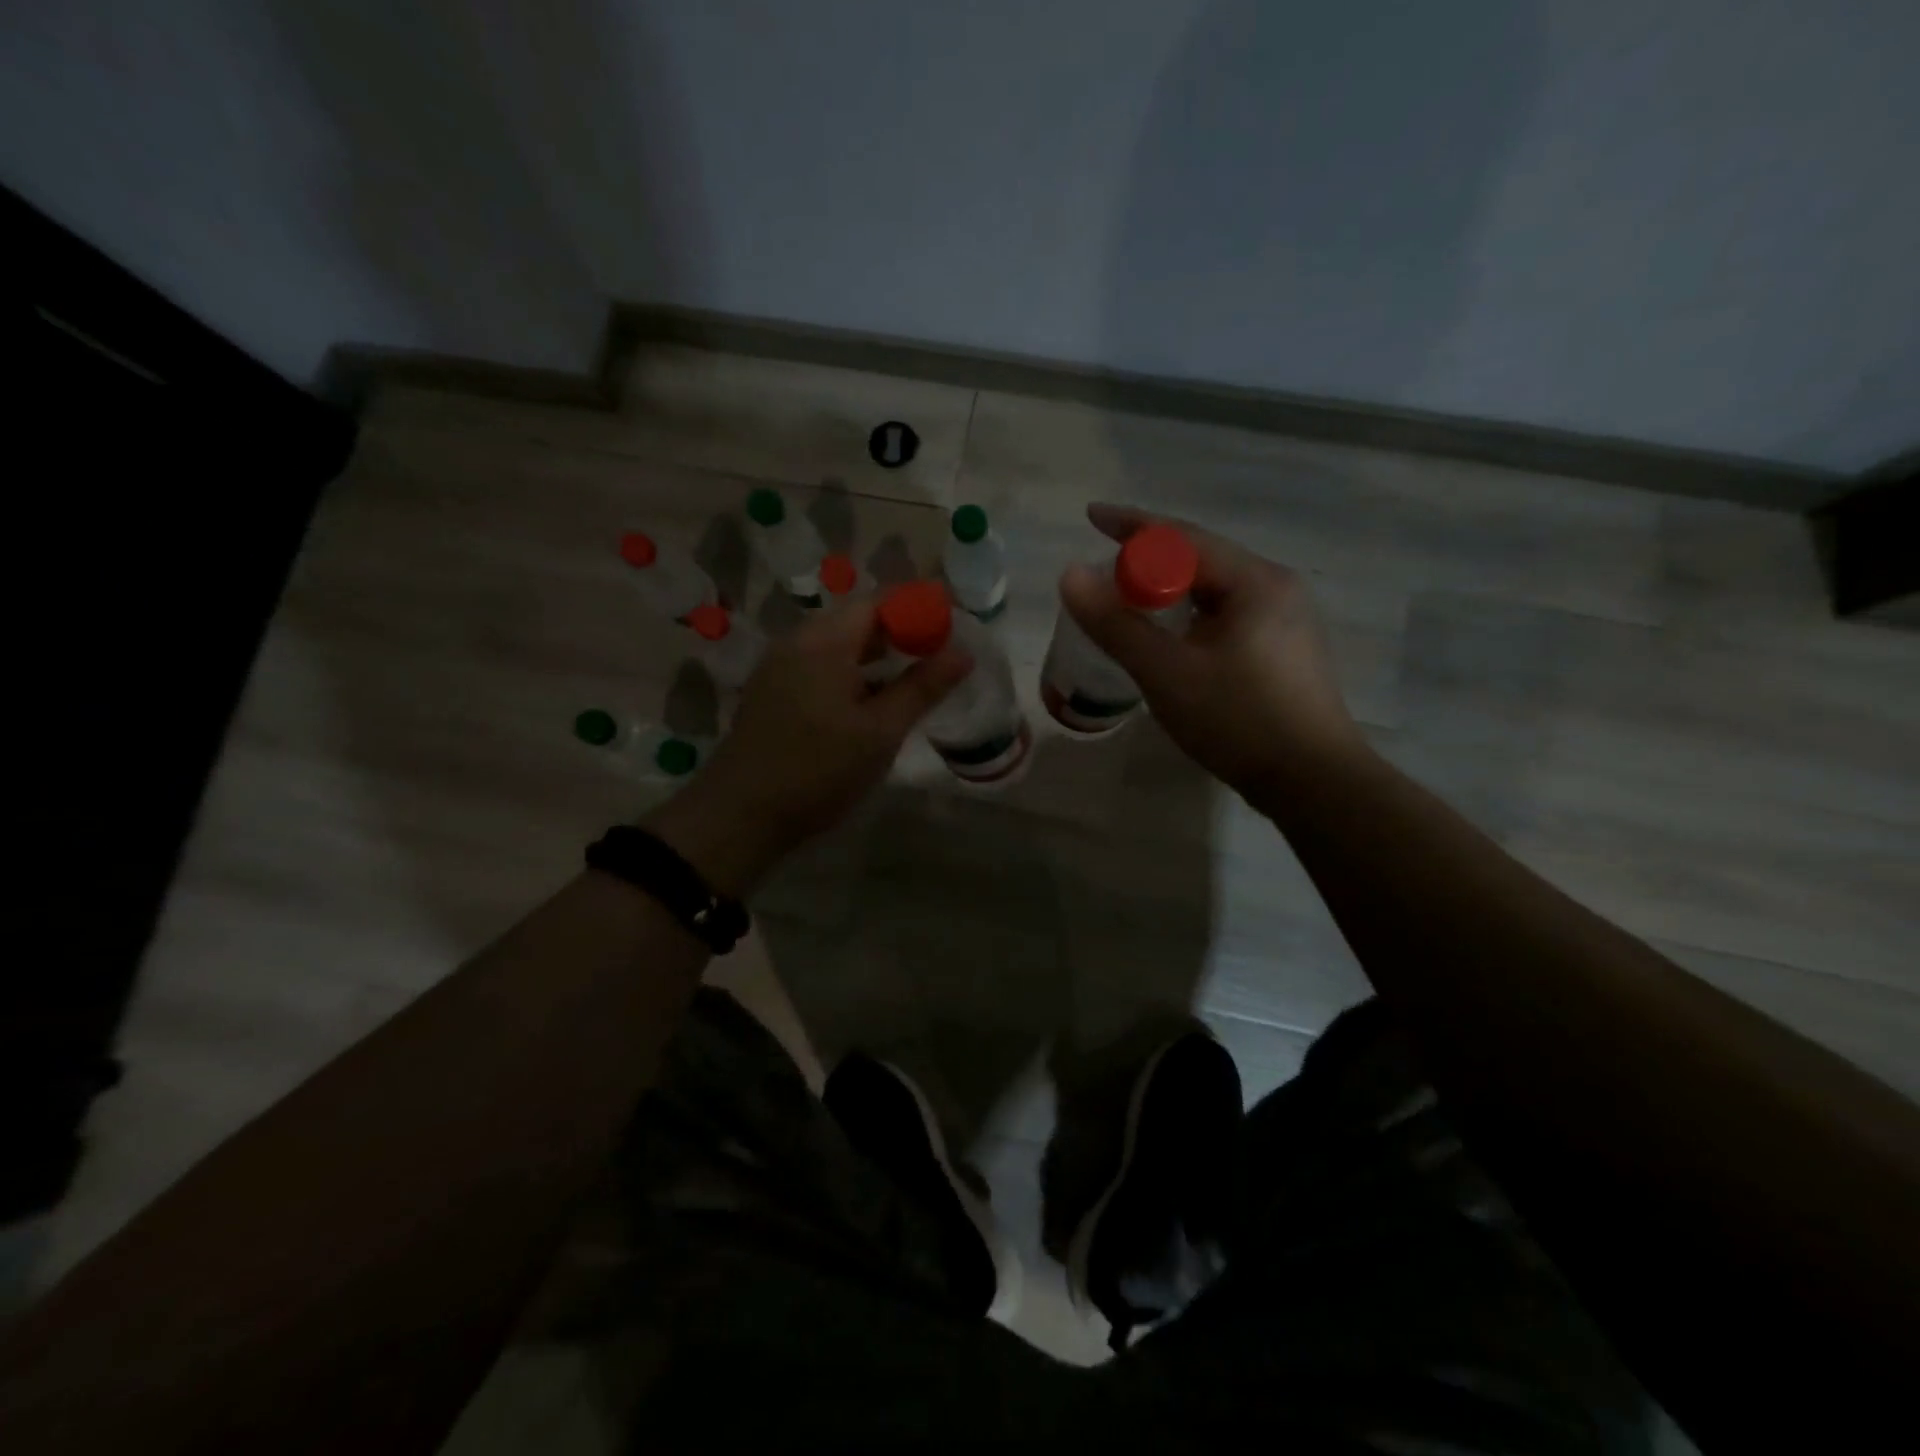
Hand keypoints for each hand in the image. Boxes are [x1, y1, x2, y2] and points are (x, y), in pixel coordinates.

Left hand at [643, 599, 971, 895]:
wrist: (740, 816)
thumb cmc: (818, 770)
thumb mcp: (880, 732)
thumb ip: (922, 688)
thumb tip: (963, 652)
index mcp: (824, 641)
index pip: (878, 602)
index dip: (917, 610)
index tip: (951, 632)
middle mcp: (797, 642)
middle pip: (856, 621)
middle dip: (899, 635)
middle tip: (937, 661)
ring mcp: (779, 667)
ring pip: (838, 647)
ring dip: (875, 659)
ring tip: (911, 684)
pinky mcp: (772, 693)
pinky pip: (819, 668)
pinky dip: (850, 675)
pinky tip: (869, 705)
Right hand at [1059, 503, 1363, 801]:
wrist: (1313, 783)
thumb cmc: (1239, 721)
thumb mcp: (1167, 673)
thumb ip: (1116, 624)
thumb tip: (1071, 575)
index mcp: (1254, 581)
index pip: (1183, 538)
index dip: (1132, 525)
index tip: (1091, 517)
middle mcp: (1276, 588)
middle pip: (1201, 559)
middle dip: (1150, 558)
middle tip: (1105, 568)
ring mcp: (1286, 620)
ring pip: (1214, 589)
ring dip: (1169, 588)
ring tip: (1131, 599)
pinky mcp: (1284, 650)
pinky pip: (1226, 614)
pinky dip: (1189, 614)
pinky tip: (1172, 636)